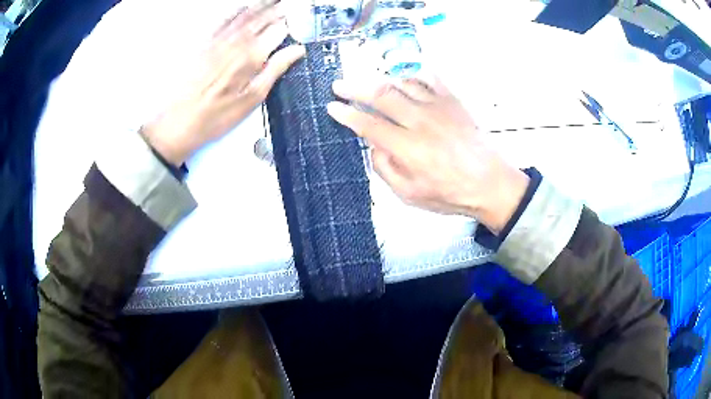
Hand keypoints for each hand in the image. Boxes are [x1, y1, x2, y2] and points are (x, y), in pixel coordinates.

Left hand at [142, 1, 304, 165]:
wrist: (179, 123)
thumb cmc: (216, 116)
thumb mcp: (252, 99)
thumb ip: (275, 69)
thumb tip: (296, 51)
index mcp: (251, 56)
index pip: (277, 31)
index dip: (288, 26)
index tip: (294, 23)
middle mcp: (235, 43)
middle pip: (261, 19)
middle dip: (275, 10)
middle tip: (284, 4)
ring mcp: (217, 41)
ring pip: (243, 16)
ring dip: (258, 6)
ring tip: (269, 1)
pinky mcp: (203, 45)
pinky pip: (222, 21)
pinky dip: (234, 12)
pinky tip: (240, 8)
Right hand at [326, 77, 528, 233]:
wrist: (490, 183)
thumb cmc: (450, 194)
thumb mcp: (410, 194)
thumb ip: (385, 168)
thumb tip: (373, 144)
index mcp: (407, 147)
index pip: (368, 124)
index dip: (347, 114)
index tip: (332, 107)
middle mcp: (420, 121)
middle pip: (381, 96)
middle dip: (355, 88)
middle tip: (339, 85)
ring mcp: (439, 107)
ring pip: (402, 83)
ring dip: (380, 80)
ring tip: (369, 83)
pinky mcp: (454, 101)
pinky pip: (430, 79)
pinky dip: (413, 74)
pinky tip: (403, 76)